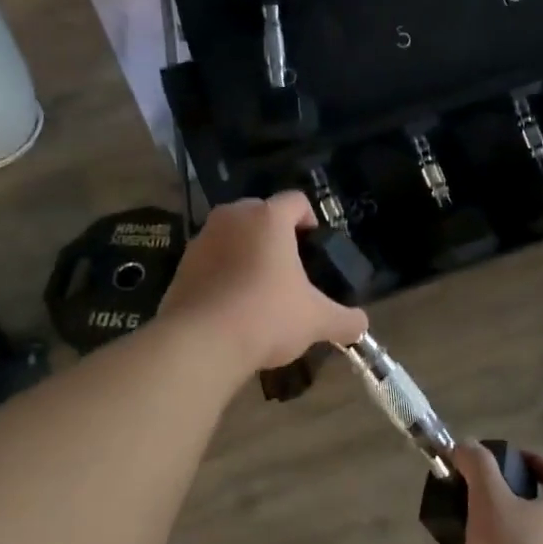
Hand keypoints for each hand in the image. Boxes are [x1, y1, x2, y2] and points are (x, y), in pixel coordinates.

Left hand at [158, 192, 368, 372]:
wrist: (201, 343)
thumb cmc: (267, 316)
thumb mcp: (316, 320)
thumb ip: (344, 320)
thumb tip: (361, 326)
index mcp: (268, 218)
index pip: (296, 201)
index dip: (311, 219)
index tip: (315, 244)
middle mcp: (232, 218)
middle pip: (261, 214)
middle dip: (276, 236)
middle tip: (290, 269)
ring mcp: (202, 239)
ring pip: (233, 236)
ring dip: (247, 254)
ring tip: (260, 290)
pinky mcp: (181, 265)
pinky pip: (211, 260)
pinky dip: (223, 274)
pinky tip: (232, 306)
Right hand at [430, 442, 542, 543]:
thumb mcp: (491, 500)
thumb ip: (478, 466)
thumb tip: (467, 445)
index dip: (530, 457)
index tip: (499, 457)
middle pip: (532, 505)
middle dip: (497, 495)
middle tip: (468, 489)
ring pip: (511, 541)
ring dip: (480, 531)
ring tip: (448, 523)